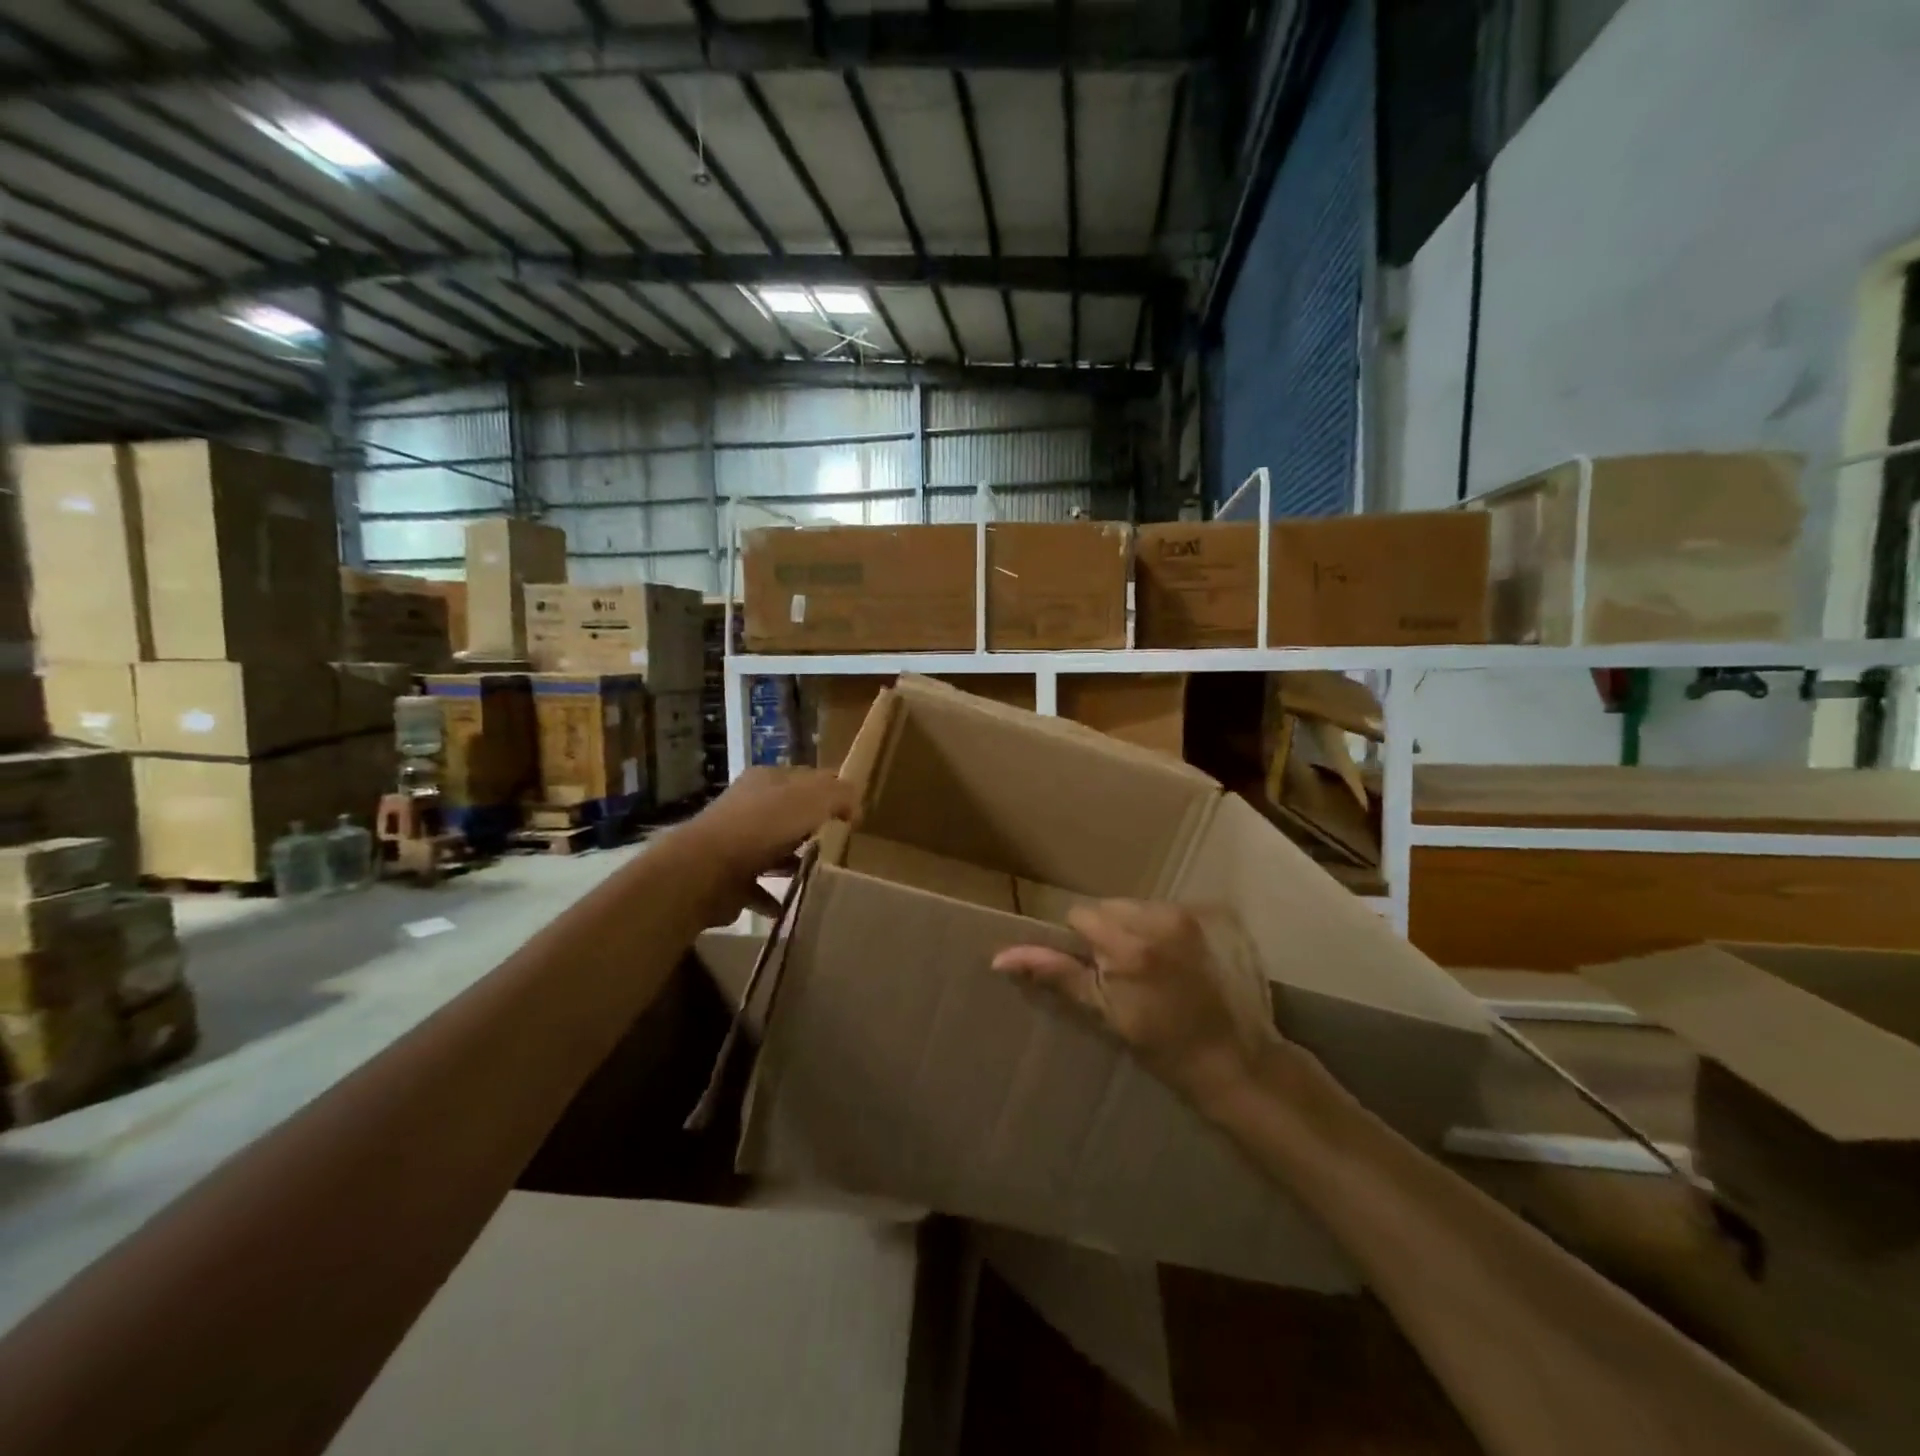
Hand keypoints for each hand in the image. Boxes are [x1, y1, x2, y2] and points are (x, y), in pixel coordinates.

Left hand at [679, 767, 858, 921]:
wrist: (704, 870)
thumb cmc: (762, 827)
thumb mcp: (812, 799)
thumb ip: (839, 795)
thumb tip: (855, 803)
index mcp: (768, 780)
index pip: (807, 778)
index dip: (832, 790)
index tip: (853, 814)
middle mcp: (749, 806)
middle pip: (789, 813)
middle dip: (812, 826)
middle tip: (838, 843)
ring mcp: (735, 842)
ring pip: (773, 849)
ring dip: (793, 861)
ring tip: (819, 874)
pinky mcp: (728, 877)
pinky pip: (757, 886)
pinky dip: (773, 896)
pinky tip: (790, 905)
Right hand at [992, 901, 1275, 1107]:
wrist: (1233, 1058)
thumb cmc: (1161, 1045)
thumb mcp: (1103, 1012)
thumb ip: (1055, 974)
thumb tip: (1000, 956)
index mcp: (1127, 944)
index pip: (1081, 915)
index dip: (1083, 943)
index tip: (1099, 973)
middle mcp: (1158, 919)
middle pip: (1109, 906)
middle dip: (1107, 931)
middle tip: (1125, 973)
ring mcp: (1188, 916)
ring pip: (1137, 905)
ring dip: (1135, 927)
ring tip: (1153, 967)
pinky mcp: (1212, 916)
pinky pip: (1166, 910)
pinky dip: (1162, 928)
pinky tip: (1176, 960)